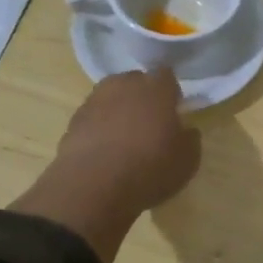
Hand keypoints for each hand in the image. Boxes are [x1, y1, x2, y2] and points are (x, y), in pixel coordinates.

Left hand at [11, 69, 201, 262]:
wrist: (93, 187)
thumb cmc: (150, 168)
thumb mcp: (188, 160)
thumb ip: (190, 139)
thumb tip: (185, 130)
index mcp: (156, 88)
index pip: (166, 75)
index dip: (170, 91)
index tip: (174, 109)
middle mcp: (124, 85)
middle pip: (136, 81)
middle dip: (143, 96)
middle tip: (149, 122)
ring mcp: (94, 101)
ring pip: (111, 97)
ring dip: (118, 110)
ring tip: (124, 137)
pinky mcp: (73, 121)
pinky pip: (93, 118)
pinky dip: (99, 128)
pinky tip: (104, 151)